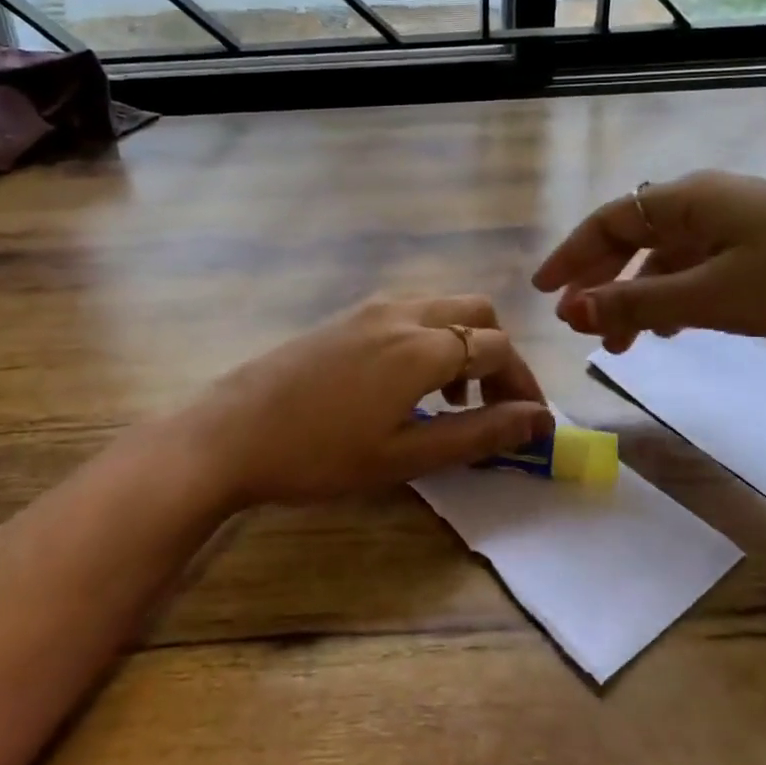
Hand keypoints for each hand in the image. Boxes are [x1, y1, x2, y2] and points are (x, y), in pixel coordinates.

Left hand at [172, 295, 552, 506]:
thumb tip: (537, 421)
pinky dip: (430, 338)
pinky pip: (409, 312)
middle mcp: (402, 312)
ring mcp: (369, 308)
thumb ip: (477, 434)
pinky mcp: (345, 316)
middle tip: (493, 405)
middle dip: (497, 354)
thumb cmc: (319, 455)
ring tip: (451, 401)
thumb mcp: (404, 456)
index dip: (522, 383)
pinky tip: (406, 384)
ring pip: (442, 308)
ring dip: (462, 344)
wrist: (228, 433)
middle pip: (476, 312)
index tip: (530, 423)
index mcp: (421, 347)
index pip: (497, 348)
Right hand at [532, 170, 765, 351]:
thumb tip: (572, 311)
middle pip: (632, 236)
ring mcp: (734, 219)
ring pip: (664, 256)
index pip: (608, 221)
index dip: (571, 255)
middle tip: (576, 320)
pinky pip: (695, 265)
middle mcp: (704, 201)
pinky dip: (672, 295)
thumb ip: (638, 304)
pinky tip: (672, 327)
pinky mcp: (758, 241)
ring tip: (623, 343)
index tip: (544, 292)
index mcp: (686, 200)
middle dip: (600, 280)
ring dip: (636, 295)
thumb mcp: (711, 297)